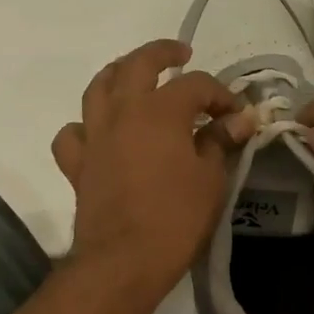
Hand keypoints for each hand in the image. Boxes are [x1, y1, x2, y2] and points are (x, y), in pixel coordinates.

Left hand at [52, 40, 251, 306]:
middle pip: (138, 65)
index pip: (195, 85)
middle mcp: (122, 112)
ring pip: (98, 88)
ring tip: (133, 76)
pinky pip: (73, 133)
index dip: (220, 94)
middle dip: (162, 52)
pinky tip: (99, 133)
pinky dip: (85, 126)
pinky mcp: (78, 164)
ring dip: (118, 74)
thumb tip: (240, 119)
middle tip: (181, 53)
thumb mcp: (211, 179)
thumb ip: (220, 142)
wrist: (124, 260)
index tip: (236, 114)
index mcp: (160, 111)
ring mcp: (95, 136)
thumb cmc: (176, 218)